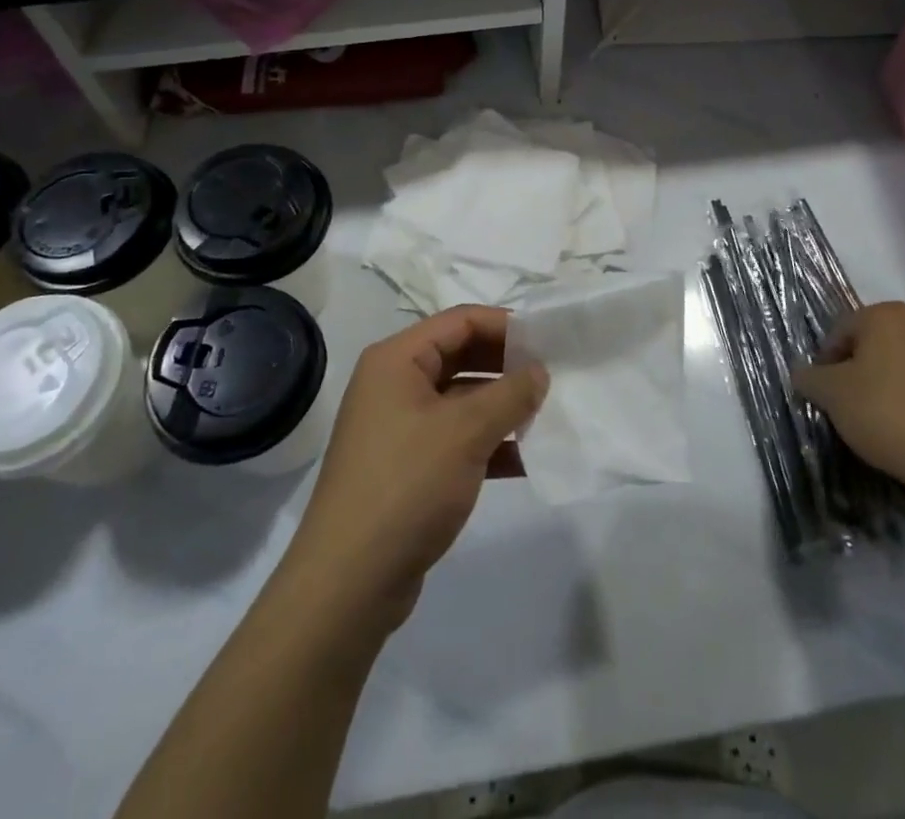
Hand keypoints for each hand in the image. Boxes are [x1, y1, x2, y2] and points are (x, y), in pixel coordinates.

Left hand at [282, 306, 547, 633]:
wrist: (349, 582)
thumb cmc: (406, 485)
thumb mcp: (465, 432)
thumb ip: (509, 394)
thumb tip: (539, 371)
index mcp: (397, 360)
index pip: (460, 321)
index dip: (506, 326)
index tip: (550, 341)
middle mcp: (395, 384)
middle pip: (461, 357)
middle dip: (507, 367)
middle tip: (554, 378)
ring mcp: (401, 427)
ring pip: (462, 401)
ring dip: (503, 407)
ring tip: (548, 416)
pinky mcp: (410, 467)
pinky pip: (457, 440)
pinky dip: (489, 444)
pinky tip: (527, 459)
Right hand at [790, 301, 904, 493]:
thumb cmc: (885, 411)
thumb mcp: (830, 394)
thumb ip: (809, 377)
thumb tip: (804, 374)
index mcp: (888, 316)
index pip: (842, 330)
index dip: (827, 360)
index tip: (825, 390)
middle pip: (880, 346)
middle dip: (864, 370)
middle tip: (852, 404)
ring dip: (897, 387)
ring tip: (887, 423)